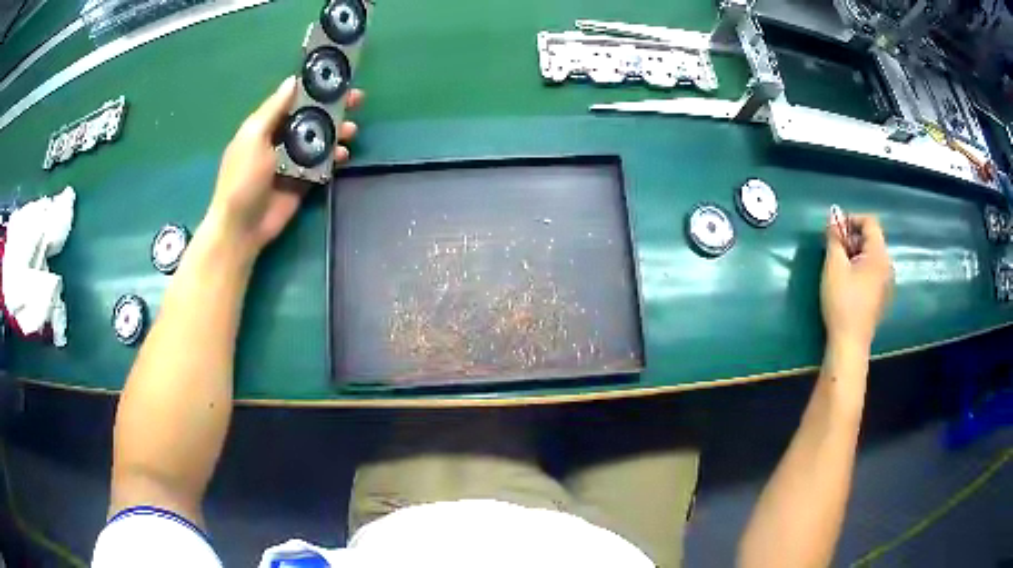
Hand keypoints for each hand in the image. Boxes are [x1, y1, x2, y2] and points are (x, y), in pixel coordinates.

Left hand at [206, 76, 363, 254]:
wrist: (242, 227)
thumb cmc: (242, 178)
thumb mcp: (253, 137)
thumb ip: (273, 109)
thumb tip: (293, 80)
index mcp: (266, 125)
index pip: (294, 99)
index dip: (314, 88)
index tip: (337, 78)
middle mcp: (281, 138)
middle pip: (311, 117)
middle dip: (333, 108)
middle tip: (356, 100)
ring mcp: (293, 160)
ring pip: (320, 139)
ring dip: (337, 132)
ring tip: (352, 131)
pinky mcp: (304, 180)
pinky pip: (324, 163)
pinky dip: (335, 157)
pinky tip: (345, 155)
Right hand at [820, 213, 892, 352]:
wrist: (850, 343)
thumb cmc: (842, 301)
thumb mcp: (834, 265)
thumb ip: (834, 238)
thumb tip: (833, 217)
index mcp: (879, 254)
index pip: (870, 222)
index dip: (851, 219)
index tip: (834, 229)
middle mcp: (888, 265)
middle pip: (872, 239)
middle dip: (852, 238)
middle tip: (833, 249)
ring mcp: (887, 283)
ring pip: (872, 257)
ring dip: (855, 254)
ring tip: (838, 267)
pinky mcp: (882, 297)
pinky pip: (873, 272)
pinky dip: (861, 269)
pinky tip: (848, 283)